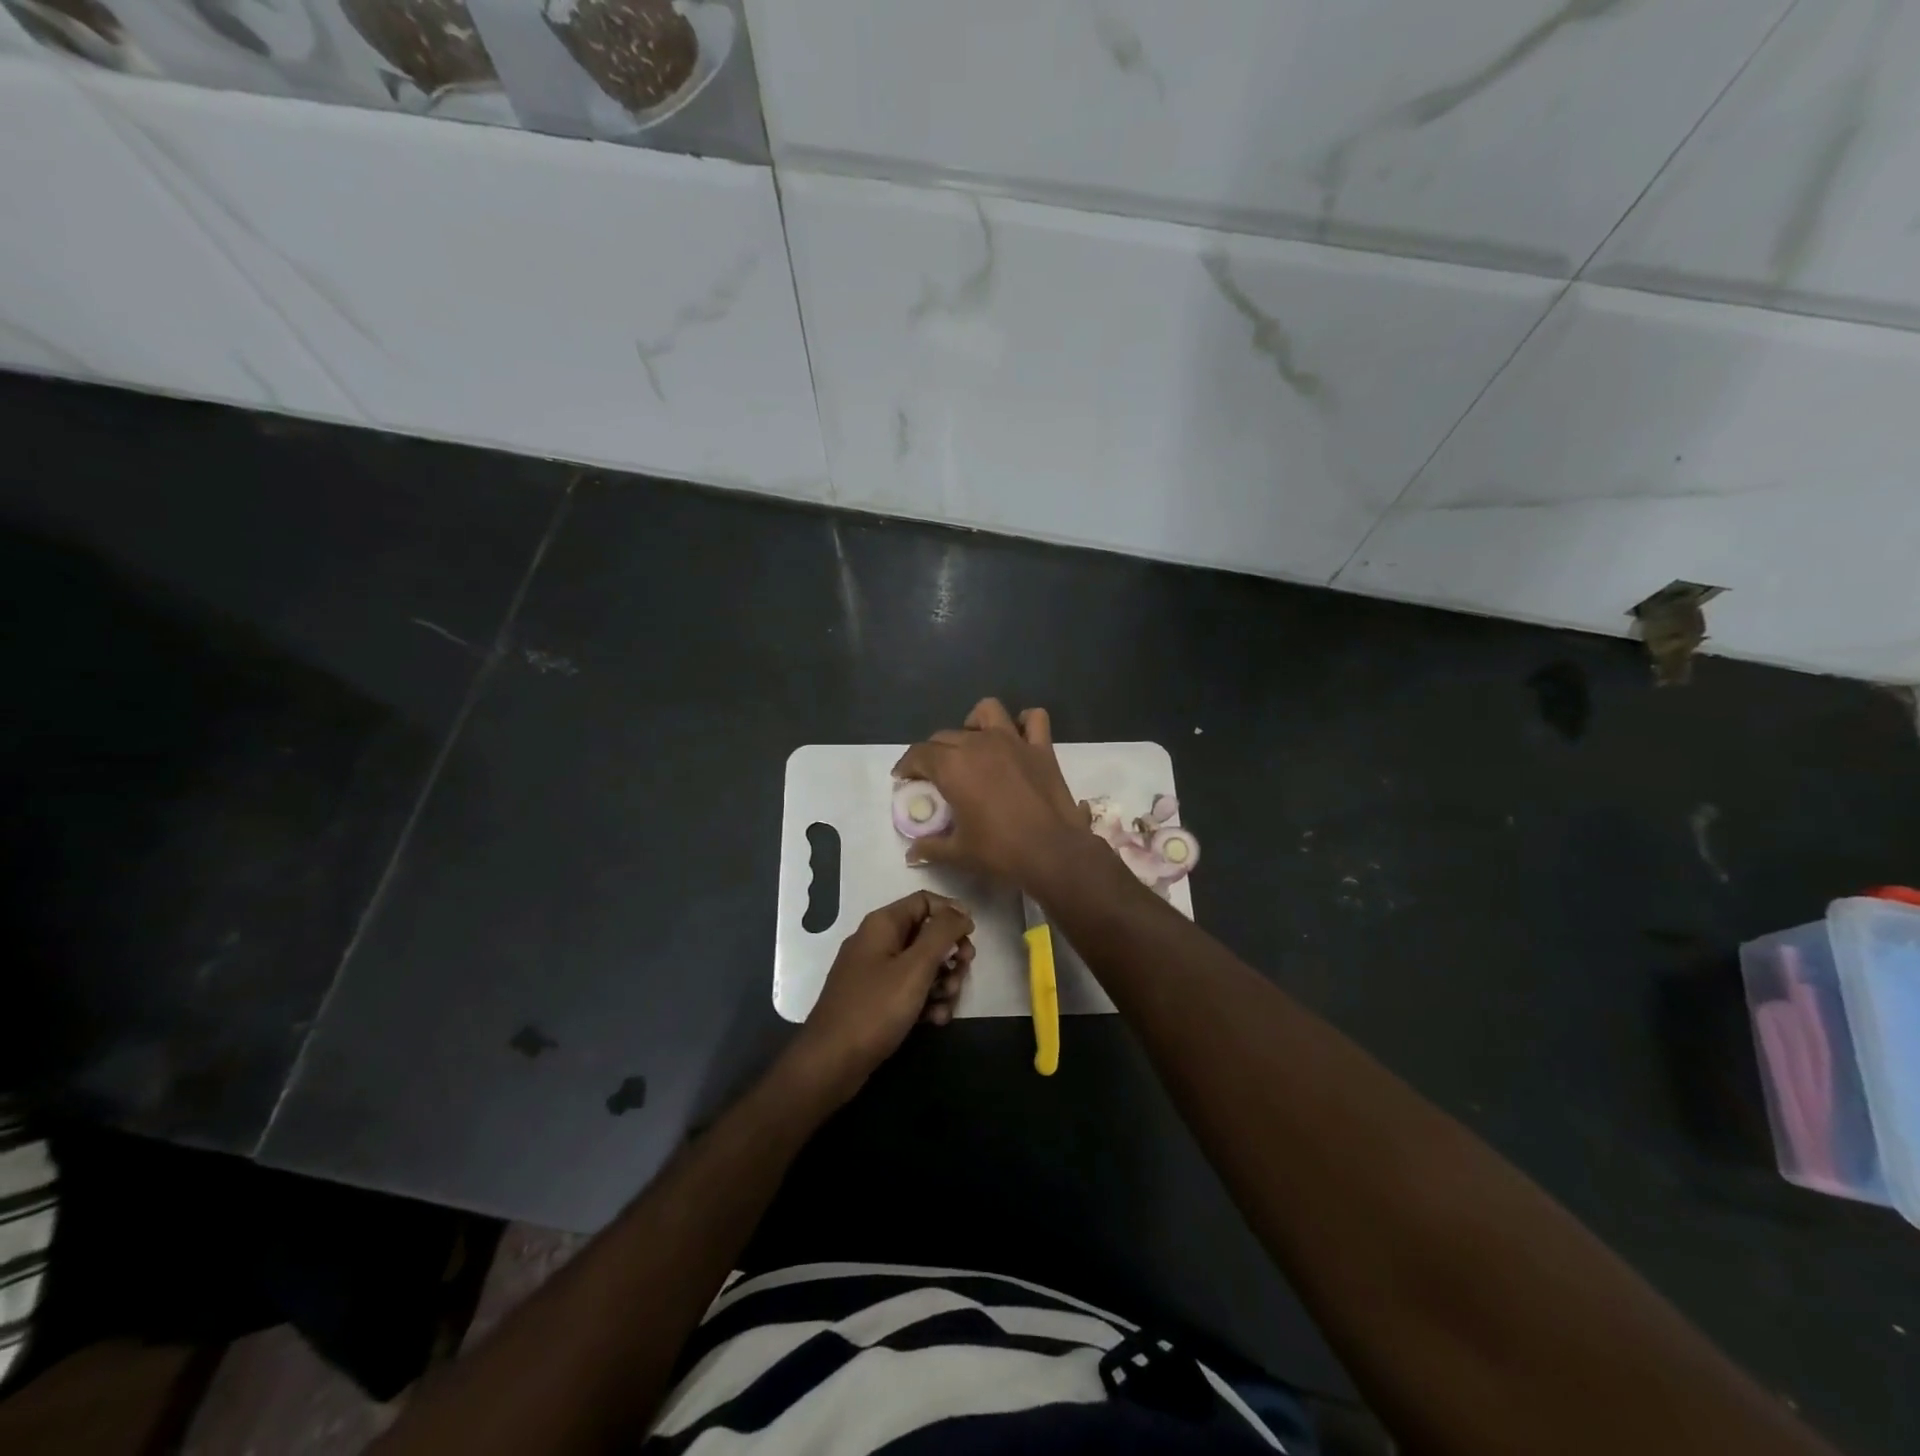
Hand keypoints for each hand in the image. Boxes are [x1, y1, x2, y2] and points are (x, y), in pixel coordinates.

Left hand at [792, 891, 974, 1098]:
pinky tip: (935, 1020)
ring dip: (942, 981)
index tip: (972, 936)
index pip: (924, 901)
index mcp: (882, 924)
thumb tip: (962, 912)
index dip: (951, 913)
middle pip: (926, 934)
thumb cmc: (875, 1009)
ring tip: (947, 1003)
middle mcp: (877, 942)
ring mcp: (874, 972)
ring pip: (921, 965)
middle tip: (963, 972)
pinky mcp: (875, 1000)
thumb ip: (942, 933)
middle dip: (950, 953)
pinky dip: (925, 1001)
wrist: (831, 1063)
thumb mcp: (915, 967)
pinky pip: (908, 990)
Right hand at [893, 699, 1089, 884]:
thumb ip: (931, 847)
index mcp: (952, 766)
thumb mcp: (958, 853)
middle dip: (934, 752)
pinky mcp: (1041, 748)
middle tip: (935, 775)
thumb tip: (912, 853)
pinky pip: (1033, 719)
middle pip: (946, 736)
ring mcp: (1012, 741)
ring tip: (973, 745)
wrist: (1052, 852)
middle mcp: (978, 744)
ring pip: (986, 712)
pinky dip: (1023, 723)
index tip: (903, 778)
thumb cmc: (999, 851)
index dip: (907, 765)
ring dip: (975, 724)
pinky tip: (1017, 738)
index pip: (919, 754)